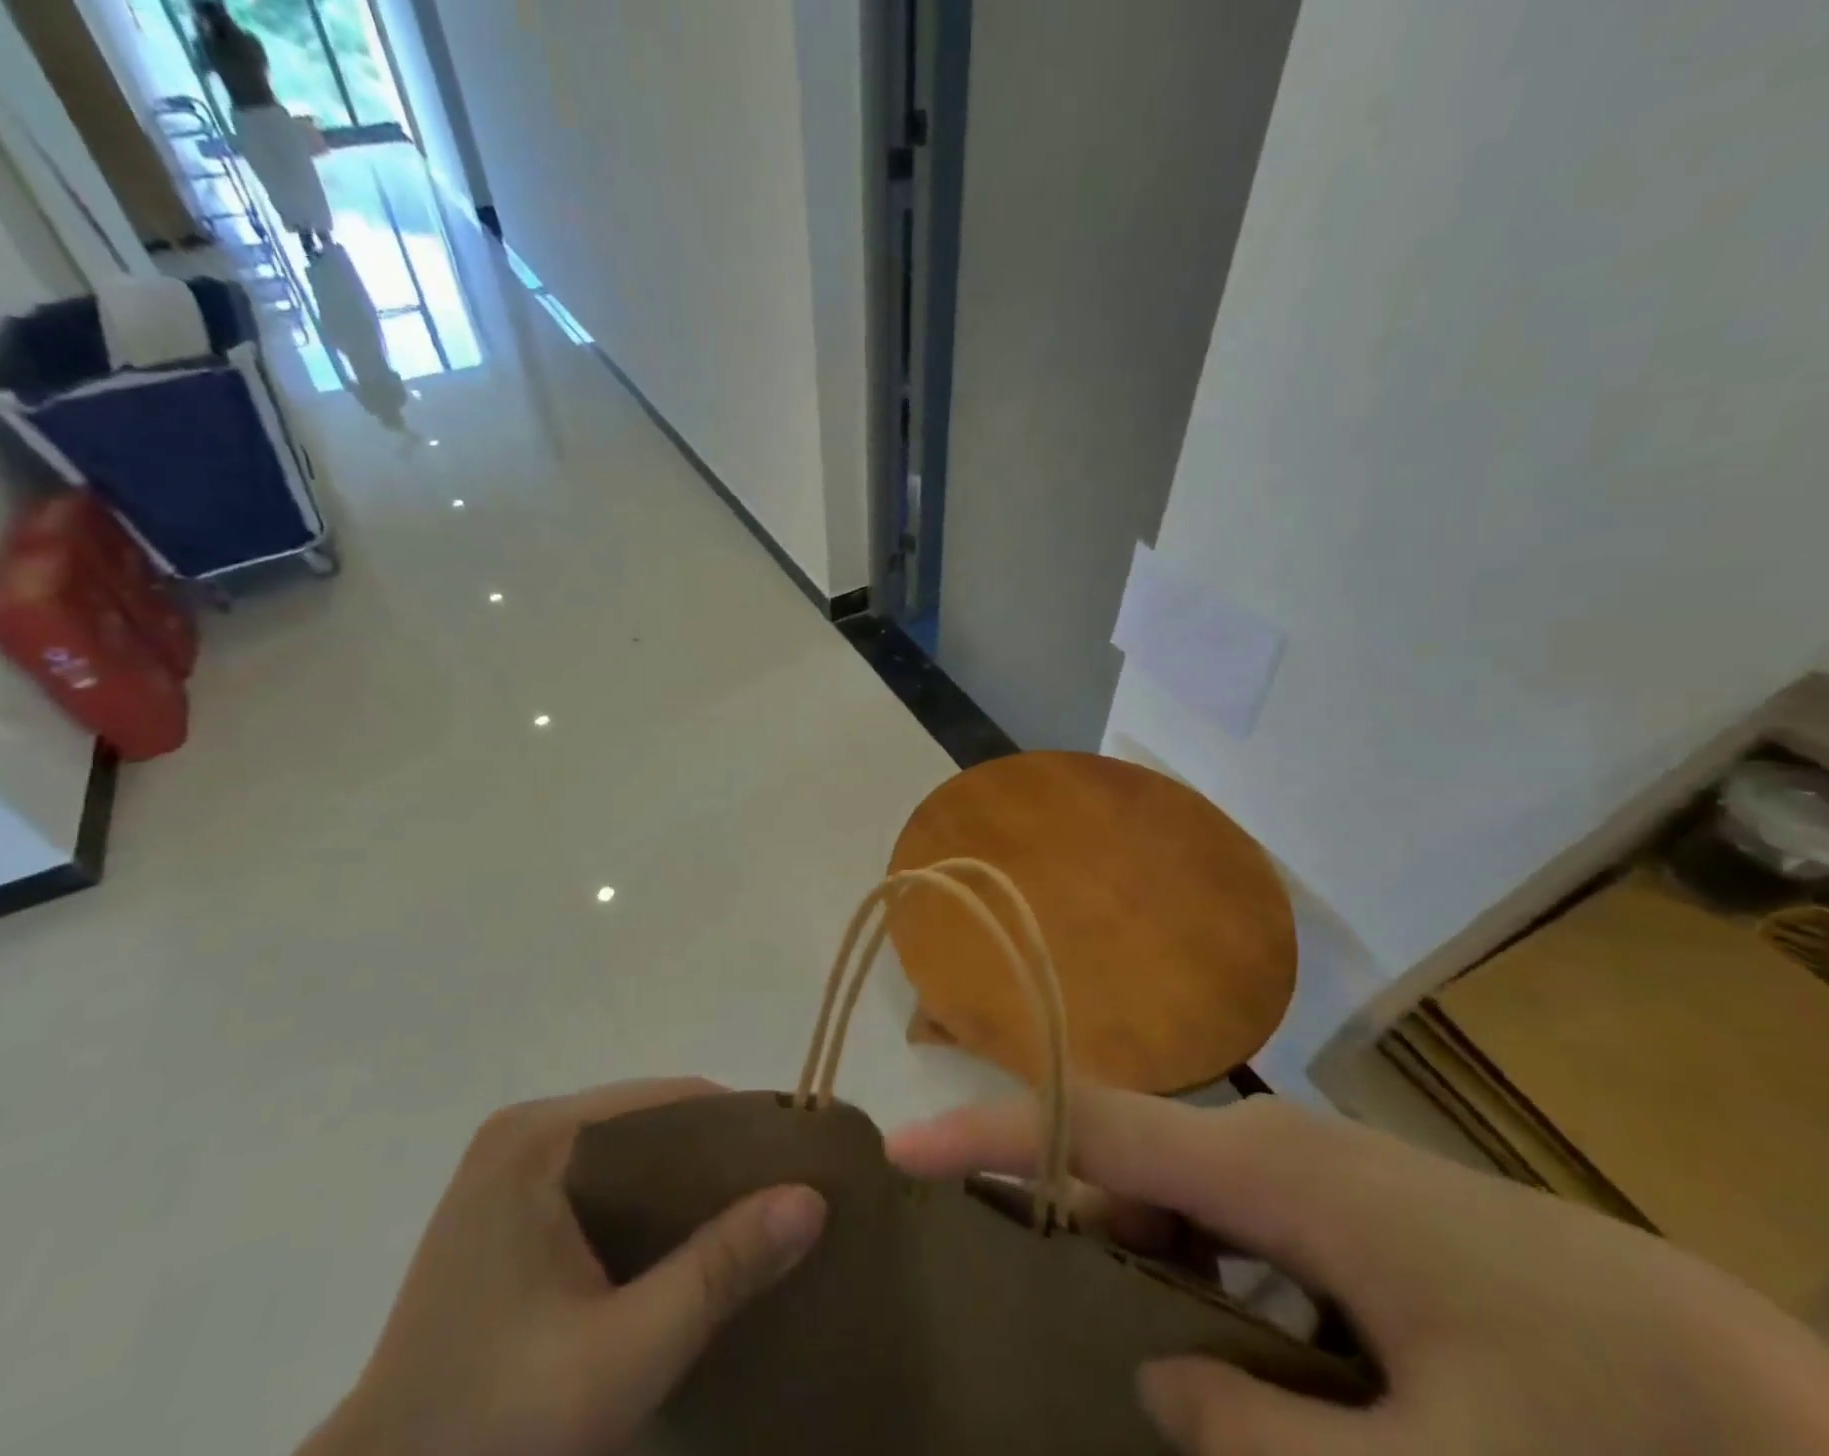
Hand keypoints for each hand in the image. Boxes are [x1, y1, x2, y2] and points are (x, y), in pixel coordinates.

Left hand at [300, 1080, 825, 1455]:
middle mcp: (524, 1130)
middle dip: (716, 1160)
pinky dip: (646, 1204)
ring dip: (684, 1184)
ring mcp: (509, 1163)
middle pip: (651, 1120)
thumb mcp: (622, 1356)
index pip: (671, 1101)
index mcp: (540, 1138)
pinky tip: (677, 1248)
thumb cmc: (493, 1431)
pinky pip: (602, 1177)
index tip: (797, 1166)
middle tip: (778, 1202)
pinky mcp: (505, 1200)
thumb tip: (812, 1199)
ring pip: (630, 1149)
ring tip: (743, 1225)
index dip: (742, 1128)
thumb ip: (718, 1270)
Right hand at [888, 1089, 1828, 1455]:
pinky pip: (1236, 1235)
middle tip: (985, 1277)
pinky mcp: (1353, 1218)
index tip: (901, 1151)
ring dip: (1125, 1255)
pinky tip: (1215, 1363)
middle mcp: (1277, 1151)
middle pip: (1124, 1158)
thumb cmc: (1620, 1433)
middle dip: (1050, 1206)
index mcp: (1271, 1171)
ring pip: (1179, 1202)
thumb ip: (1262, 1439)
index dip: (990, 1134)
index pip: (1091, 1125)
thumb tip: (1149, 1381)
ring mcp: (1319, 1180)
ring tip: (1089, 1334)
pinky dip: (1195, 1281)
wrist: (1812, 1423)